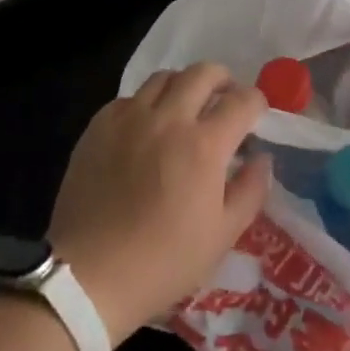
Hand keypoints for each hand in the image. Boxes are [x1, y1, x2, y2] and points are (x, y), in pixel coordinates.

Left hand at [48, 63, 270, 345]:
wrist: (88, 277)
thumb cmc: (163, 262)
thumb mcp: (222, 236)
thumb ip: (250, 190)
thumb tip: (261, 159)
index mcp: (204, 145)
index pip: (242, 101)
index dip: (257, 103)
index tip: (257, 115)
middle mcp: (168, 119)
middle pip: (203, 73)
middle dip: (223, 80)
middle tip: (225, 101)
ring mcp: (129, 118)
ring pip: (164, 77)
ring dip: (184, 86)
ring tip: (186, 109)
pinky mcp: (98, 127)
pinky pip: (130, 98)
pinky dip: (147, 104)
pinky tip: (146, 129)